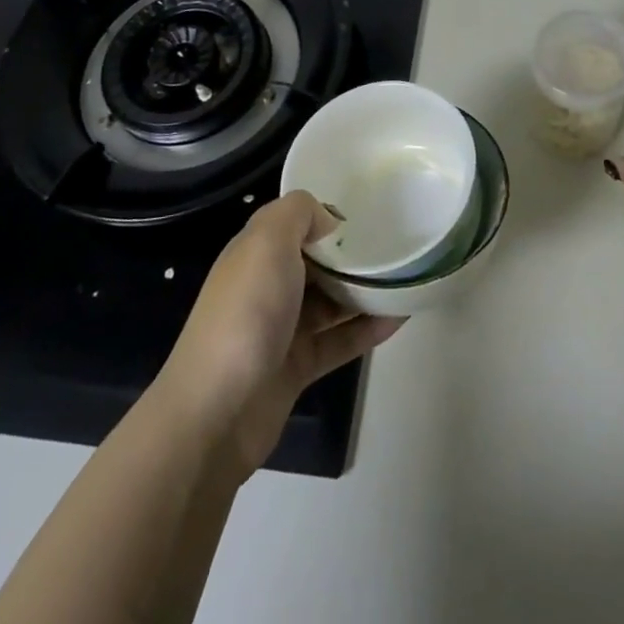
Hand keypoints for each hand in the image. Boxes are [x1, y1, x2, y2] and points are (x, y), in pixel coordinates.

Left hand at [153, 191, 403, 478]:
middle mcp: (267, 287)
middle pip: (317, 261)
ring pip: (332, 301)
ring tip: (407, 274)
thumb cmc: (244, 314)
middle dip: (352, 252)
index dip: (327, 214)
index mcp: (255, 254)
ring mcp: (282, 329)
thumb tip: (329, 220)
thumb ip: (298, 213)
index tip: (368, 210)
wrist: (215, 414)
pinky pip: (340, 340)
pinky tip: (402, 315)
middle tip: (397, 240)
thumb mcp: (267, 242)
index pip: (294, 223)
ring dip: (365, 289)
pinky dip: (368, 328)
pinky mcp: (298, 367)